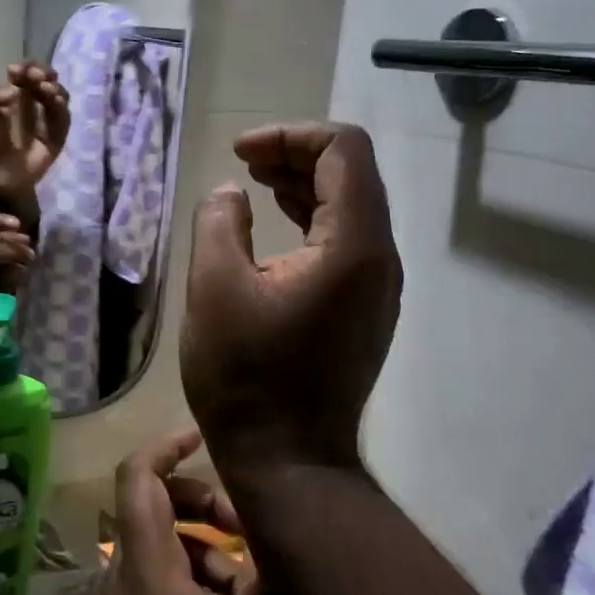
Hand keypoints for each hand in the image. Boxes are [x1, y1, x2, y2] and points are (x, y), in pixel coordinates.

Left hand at [0, 63, 70, 202]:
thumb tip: (12, 89)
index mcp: (14, 96)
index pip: (25, 74)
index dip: (25, 67)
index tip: (15, 71)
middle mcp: (33, 104)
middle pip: (46, 80)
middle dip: (42, 73)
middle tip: (34, 76)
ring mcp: (47, 120)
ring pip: (58, 96)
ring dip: (53, 87)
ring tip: (44, 87)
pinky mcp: (57, 137)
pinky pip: (64, 119)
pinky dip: (62, 107)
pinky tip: (54, 100)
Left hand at [92, 430, 286, 594]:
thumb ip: (259, 583)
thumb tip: (267, 530)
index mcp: (146, 574)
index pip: (138, 480)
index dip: (165, 447)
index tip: (201, 437)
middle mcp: (121, 582)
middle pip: (152, 509)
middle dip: (201, 506)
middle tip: (247, 536)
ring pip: (158, 549)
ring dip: (202, 551)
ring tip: (248, 592)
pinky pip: (153, 582)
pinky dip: (189, 579)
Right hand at [180, 123, 402, 466]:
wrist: (287, 459)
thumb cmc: (246, 376)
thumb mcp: (214, 288)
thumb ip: (220, 222)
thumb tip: (232, 194)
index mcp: (353, 246)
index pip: (345, 150)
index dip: (292, 135)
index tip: (242, 152)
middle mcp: (380, 259)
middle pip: (351, 174)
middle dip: (296, 154)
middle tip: (243, 162)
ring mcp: (378, 287)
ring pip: (350, 207)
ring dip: (303, 184)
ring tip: (253, 183)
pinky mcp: (365, 309)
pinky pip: (346, 242)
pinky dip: (311, 219)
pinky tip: (274, 225)